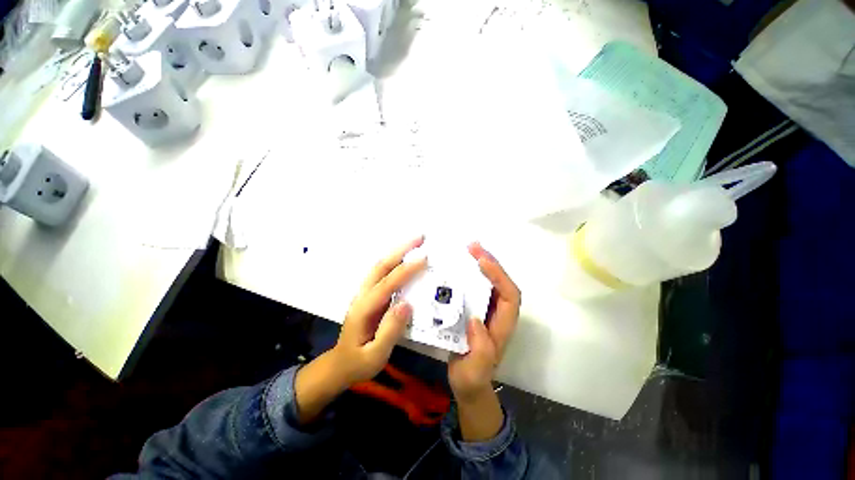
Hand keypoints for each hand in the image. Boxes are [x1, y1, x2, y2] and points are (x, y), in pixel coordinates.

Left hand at [331, 236, 427, 384]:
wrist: (339, 364)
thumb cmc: (358, 362)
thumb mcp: (375, 356)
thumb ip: (390, 331)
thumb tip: (407, 304)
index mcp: (364, 309)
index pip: (387, 284)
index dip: (406, 270)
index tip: (424, 258)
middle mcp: (362, 295)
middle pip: (381, 266)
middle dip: (400, 250)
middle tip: (420, 238)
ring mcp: (364, 293)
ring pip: (380, 266)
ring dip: (397, 252)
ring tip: (415, 242)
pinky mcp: (368, 294)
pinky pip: (382, 272)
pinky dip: (394, 261)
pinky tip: (405, 257)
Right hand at [448, 243, 520, 401]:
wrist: (468, 384)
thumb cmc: (472, 377)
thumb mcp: (475, 370)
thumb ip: (480, 350)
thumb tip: (476, 319)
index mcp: (503, 325)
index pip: (510, 295)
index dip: (499, 276)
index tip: (481, 262)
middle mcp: (499, 313)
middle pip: (501, 282)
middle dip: (490, 262)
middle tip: (472, 246)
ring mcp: (488, 309)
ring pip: (490, 281)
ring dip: (481, 263)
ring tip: (467, 249)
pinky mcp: (476, 308)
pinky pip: (477, 286)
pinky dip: (470, 273)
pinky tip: (458, 266)